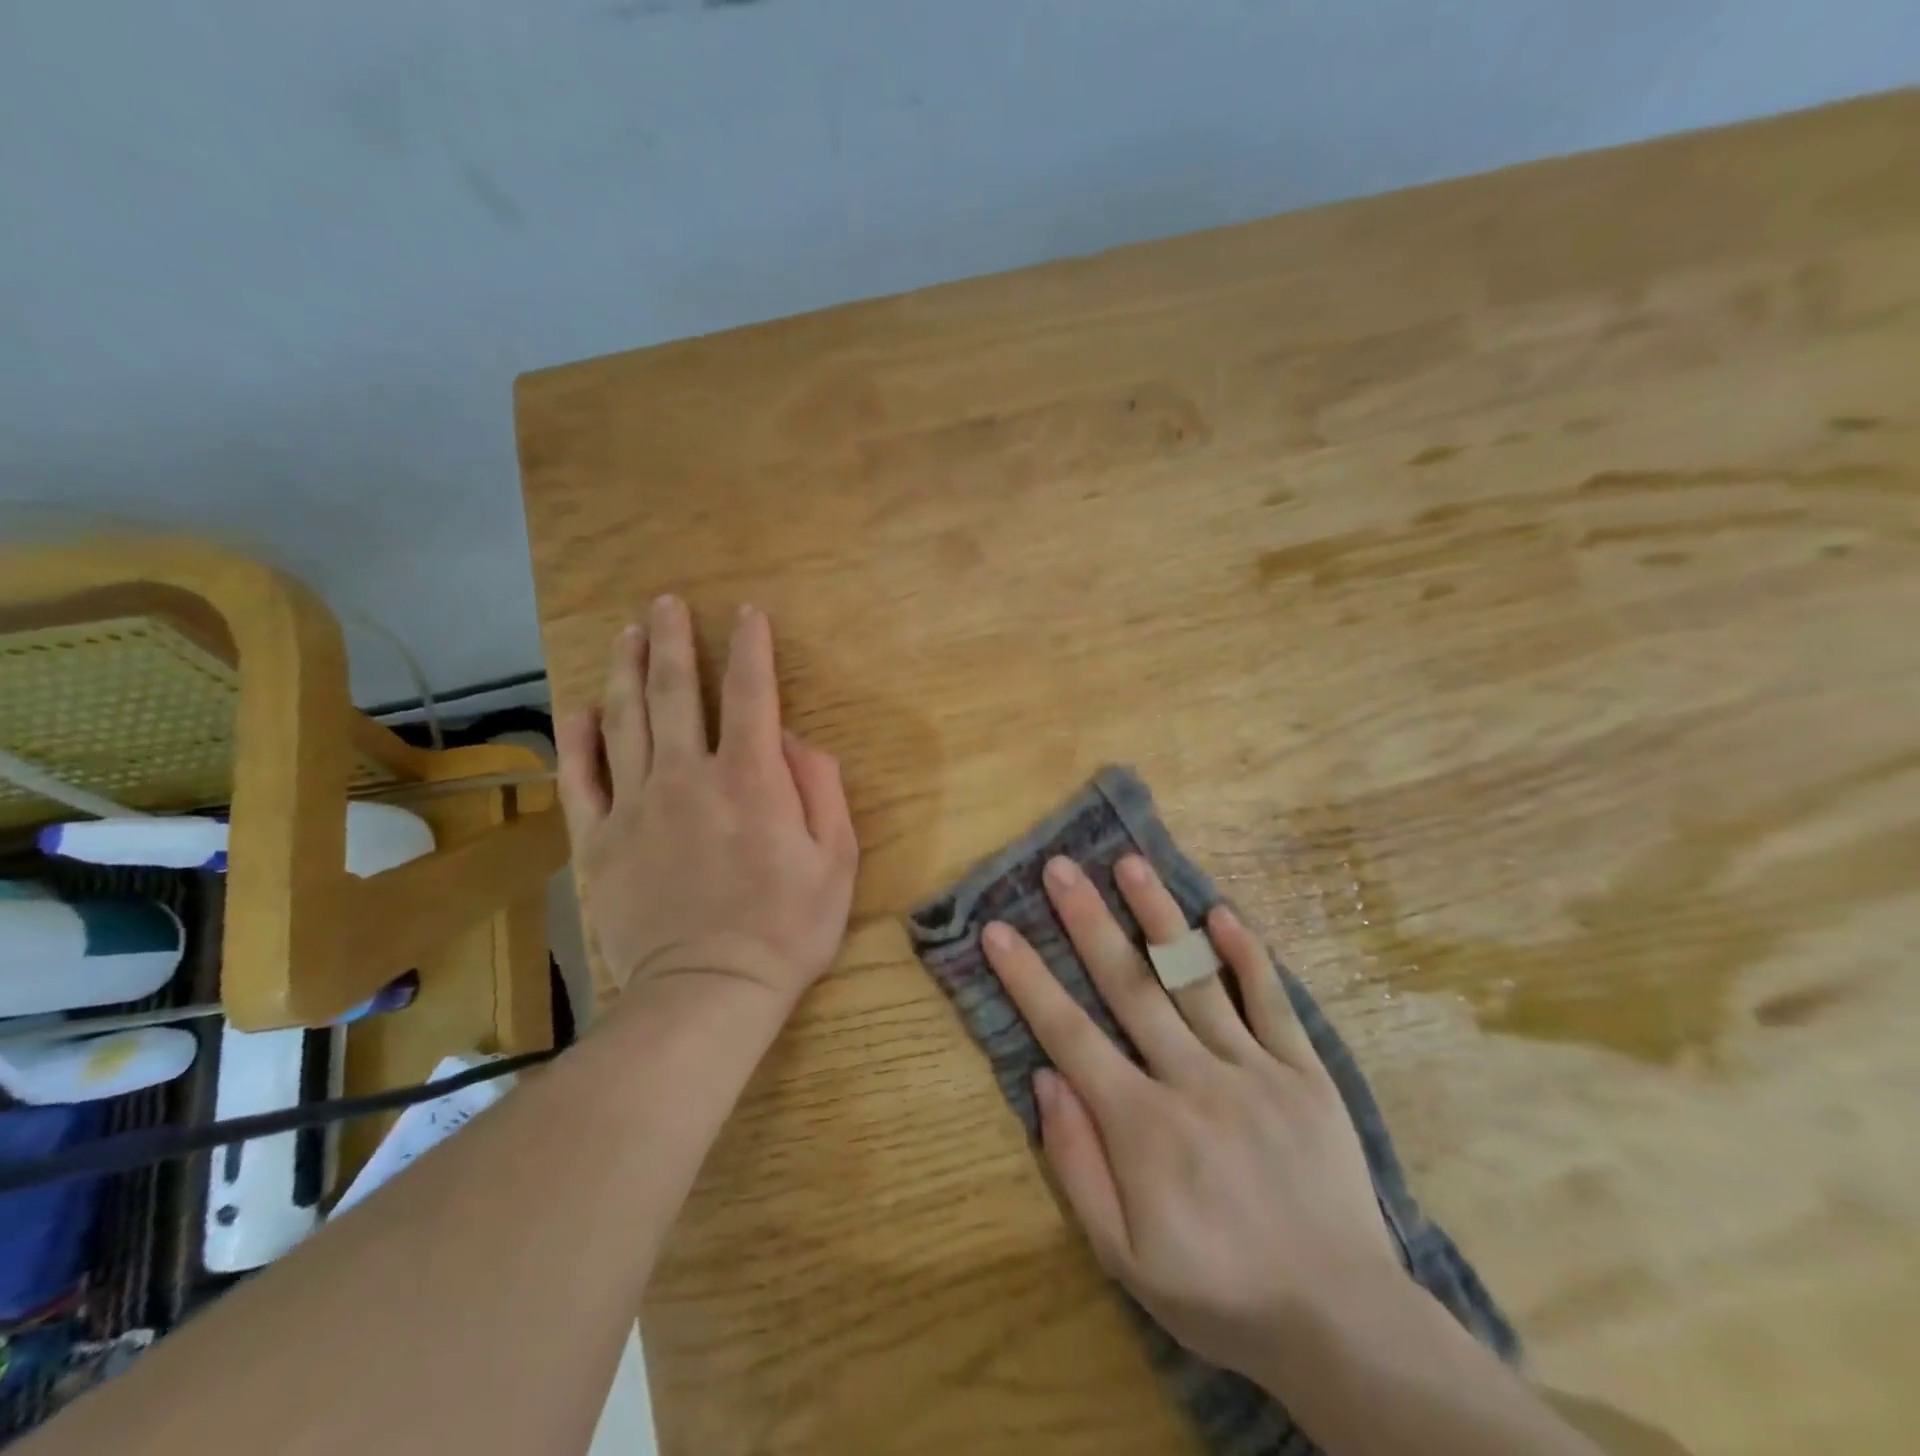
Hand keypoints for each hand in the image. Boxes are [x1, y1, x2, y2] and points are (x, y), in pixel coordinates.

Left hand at [555, 596, 858, 1009]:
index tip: (747, 613)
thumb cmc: (787, 928)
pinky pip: (581, 779)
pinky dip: (577, 740)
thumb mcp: (836, 859)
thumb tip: (794, 741)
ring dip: (627, 670)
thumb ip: (820, 788)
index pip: (752, 693)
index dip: (751, 647)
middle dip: (674, 640)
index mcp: (751, 778)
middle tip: (666, 603)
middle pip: (676, 691)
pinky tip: (579, 711)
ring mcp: (636, 805)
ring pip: (625, 720)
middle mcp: (688, 775)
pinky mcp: (600, 841)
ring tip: (627, 634)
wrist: (709, 991)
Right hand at [982, 854, 1400, 1381]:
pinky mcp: (1305, 1072)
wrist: (1342, 1322)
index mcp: (1143, 1125)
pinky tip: (1221, 912)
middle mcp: (1193, 1080)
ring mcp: (1254, 1070)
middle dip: (1088, 921)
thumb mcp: (1125, 1258)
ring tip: (1129, 863)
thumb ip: (1077, 1165)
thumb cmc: (1218, 1290)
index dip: (1029, 979)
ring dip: (1159, 916)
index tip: (999, 930)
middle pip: (1130, 986)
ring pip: (1195, 978)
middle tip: (1060, 868)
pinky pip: (1272, 1002)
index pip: (1070, 1033)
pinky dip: (1247, 955)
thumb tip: (1046, 1079)